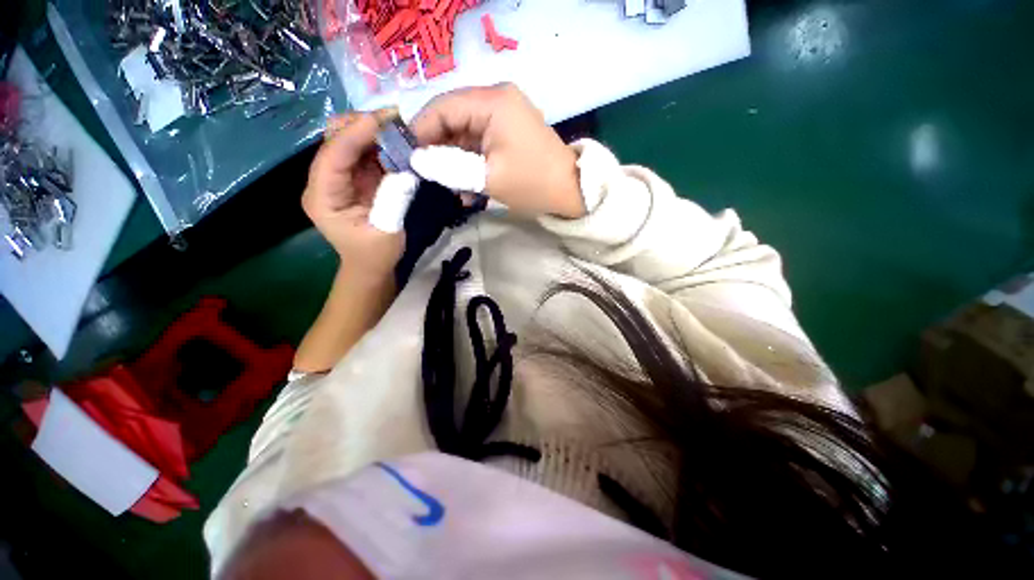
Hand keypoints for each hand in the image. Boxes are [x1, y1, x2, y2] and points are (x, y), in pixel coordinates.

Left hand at [303, 111, 403, 281]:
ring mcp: (339, 178)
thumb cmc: (376, 256)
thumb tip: (405, 167)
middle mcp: (324, 181)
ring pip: (349, 141)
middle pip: (334, 139)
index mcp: (323, 197)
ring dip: (374, 132)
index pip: (333, 156)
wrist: (371, 267)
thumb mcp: (388, 233)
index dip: (356, 134)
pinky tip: (399, 143)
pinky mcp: (355, 179)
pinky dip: (382, 145)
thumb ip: (394, 199)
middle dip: (363, 125)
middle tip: (397, 121)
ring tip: (401, 128)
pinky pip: (365, 154)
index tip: (384, 118)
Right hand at [411, 84, 584, 218]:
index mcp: (492, 102)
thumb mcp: (488, 178)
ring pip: (463, 134)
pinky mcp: (507, 132)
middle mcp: (496, 100)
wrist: (570, 192)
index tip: (409, 159)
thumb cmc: (532, 184)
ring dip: (454, 162)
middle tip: (429, 177)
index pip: (442, 107)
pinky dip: (469, 164)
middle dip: (438, 150)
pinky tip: (468, 189)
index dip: (420, 132)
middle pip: (451, 119)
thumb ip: (448, 166)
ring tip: (452, 189)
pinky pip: (478, 143)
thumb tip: (417, 161)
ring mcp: (503, 116)